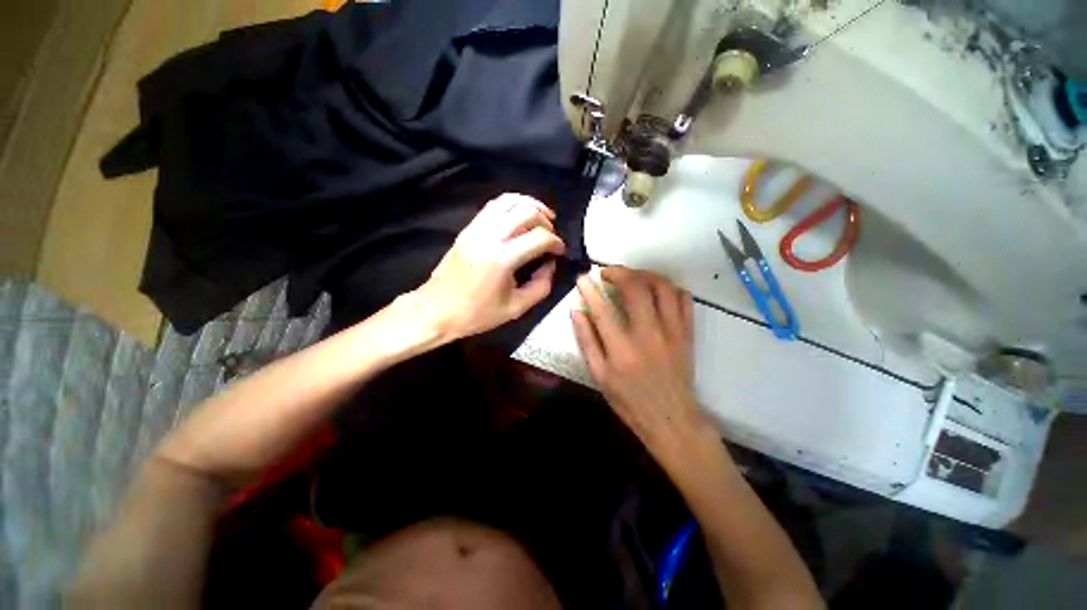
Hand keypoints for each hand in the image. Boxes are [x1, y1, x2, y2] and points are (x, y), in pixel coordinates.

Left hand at [415, 193, 565, 341]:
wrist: (437, 309)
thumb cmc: (477, 313)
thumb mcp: (516, 308)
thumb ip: (541, 286)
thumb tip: (550, 264)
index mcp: (502, 259)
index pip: (539, 237)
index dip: (556, 242)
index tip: (560, 252)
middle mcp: (489, 236)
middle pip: (526, 211)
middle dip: (546, 220)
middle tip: (552, 234)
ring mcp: (476, 229)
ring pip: (508, 200)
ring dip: (530, 205)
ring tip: (542, 217)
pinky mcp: (468, 228)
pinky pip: (493, 206)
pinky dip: (512, 205)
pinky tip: (520, 216)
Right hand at [571, 267, 709, 460]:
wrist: (671, 419)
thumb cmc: (629, 400)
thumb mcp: (599, 376)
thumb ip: (586, 341)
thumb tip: (577, 311)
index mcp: (622, 349)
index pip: (602, 309)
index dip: (589, 289)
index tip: (583, 278)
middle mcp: (649, 334)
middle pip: (636, 288)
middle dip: (619, 272)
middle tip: (607, 273)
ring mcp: (672, 331)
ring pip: (663, 287)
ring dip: (644, 274)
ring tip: (631, 276)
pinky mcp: (687, 333)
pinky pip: (683, 299)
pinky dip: (669, 287)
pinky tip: (656, 290)